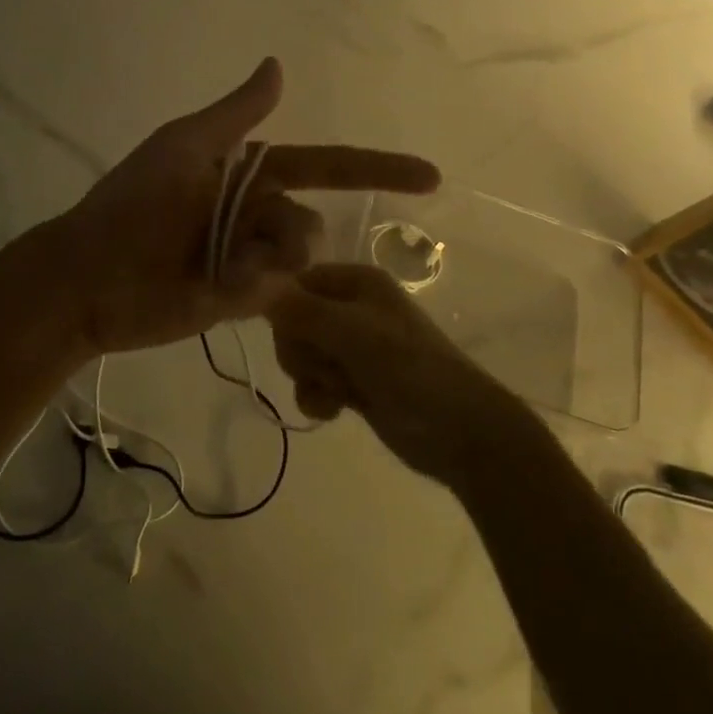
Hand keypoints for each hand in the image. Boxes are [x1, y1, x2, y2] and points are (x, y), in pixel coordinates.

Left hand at [47, 58, 439, 355]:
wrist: (91, 278)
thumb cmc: (133, 204)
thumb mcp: (185, 147)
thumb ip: (236, 114)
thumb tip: (278, 65)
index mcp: (248, 174)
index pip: (325, 166)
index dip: (376, 169)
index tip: (431, 176)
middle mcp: (256, 214)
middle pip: (311, 222)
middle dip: (288, 236)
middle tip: (232, 248)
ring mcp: (251, 259)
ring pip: (301, 259)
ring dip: (268, 261)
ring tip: (218, 269)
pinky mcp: (242, 300)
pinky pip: (278, 293)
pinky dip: (253, 286)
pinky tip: (214, 287)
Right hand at [266, 263, 520, 483]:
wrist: (458, 431)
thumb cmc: (409, 368)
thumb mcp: (352, 332)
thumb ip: (300, 310)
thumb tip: (254, 285)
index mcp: (356, 282)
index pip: (296, 282)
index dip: (285, 308)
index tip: (291, 332)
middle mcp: (350, 308)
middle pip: (292, 321)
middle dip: (301, 349)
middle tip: (328, 363)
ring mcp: (351, 347)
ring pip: (300, 354)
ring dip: (311, 376)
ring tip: (340, 389)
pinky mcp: (352, 382)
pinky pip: (313, 383)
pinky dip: (318, 397)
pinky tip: (336, 410)